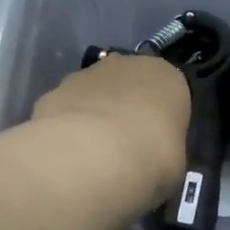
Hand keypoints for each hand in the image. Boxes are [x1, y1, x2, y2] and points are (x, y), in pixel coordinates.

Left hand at [33, 54, 189, 208]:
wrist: (93, 157)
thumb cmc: (150, 158)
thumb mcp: (174, 165)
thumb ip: (165, 153)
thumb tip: (153, 160)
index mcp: (168, 77)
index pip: (169, 93)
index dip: (162, 121)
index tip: (156, 146)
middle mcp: (127, 64)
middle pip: (130, 86)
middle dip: (126, 111)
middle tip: (125, 149)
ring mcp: (86, 74)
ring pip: (95, 94)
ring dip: (95, 116)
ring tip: (92, 156)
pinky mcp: (54, 90)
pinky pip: (67, 108)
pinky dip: (67, 126)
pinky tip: (67, 154)